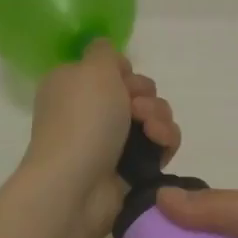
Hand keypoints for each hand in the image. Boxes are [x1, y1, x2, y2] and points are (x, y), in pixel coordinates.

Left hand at [22, 39, 179, 237]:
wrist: (77, 185)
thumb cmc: (82, 120)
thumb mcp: (93, 68)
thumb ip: (104, 51)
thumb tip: (108, 55)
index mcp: (73, 85)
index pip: (110, 69)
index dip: (124, 71)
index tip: (123, 78)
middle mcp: (90, 111)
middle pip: (136, 91)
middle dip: (145, 95)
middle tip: (136, 108)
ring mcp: (110, 140)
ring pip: (153, 116)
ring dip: (159, 116)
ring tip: (150, 130)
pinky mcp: (131, 166)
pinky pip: (160, 143)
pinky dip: (164, 140)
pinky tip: (159, 144)